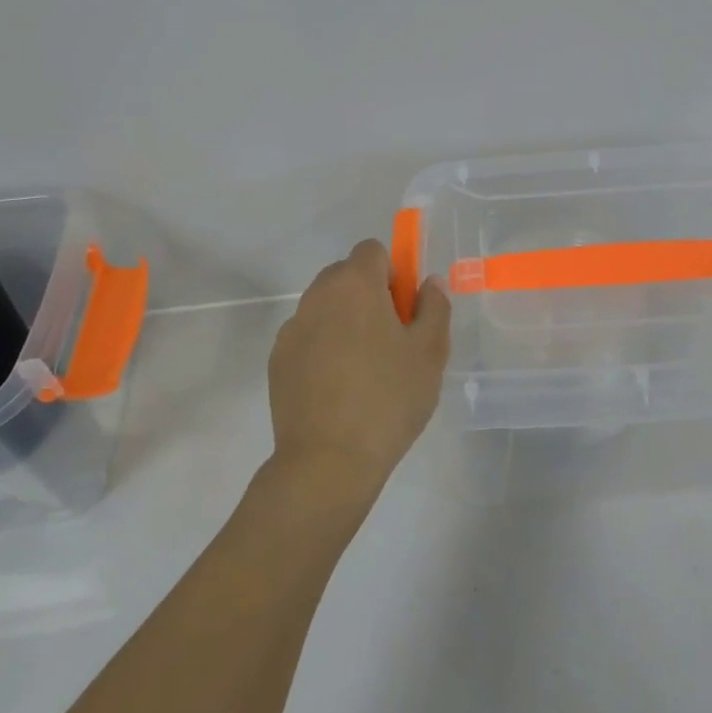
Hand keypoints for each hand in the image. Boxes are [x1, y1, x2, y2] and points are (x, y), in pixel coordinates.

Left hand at [267, 239, 451, 503]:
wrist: (328, 461)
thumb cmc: (388, 399)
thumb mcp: (430, 352)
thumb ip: (434, 307)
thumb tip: (428, 282)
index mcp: (355, 285)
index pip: (372, 251)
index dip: (393, 273)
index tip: (405, 310)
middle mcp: (317, 296)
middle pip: (346, 275)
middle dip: (369, 295)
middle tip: (391, 340)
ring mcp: (292, 329)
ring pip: (325, 307)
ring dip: (345, 321)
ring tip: (364, 370)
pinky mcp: (277, 360)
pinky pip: (307, 337)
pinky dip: (323, 348)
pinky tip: (338, 389)